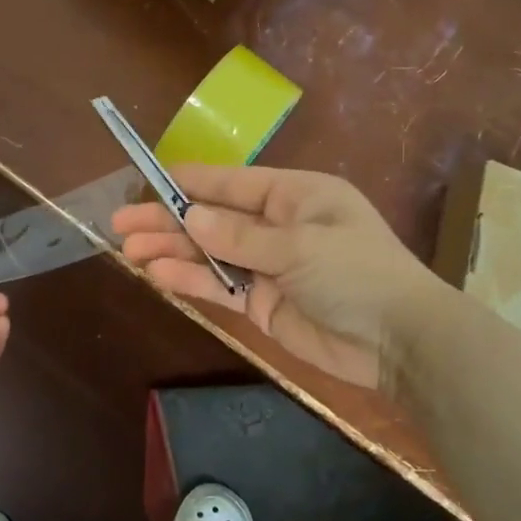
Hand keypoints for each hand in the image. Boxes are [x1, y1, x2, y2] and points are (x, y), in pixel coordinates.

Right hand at [113, 166, 441, 389]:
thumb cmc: (356, 272)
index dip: (190, 182)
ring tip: (129, 249)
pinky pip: (219, 286)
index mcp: (295, 195)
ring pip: (210, 253)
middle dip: (169, 220)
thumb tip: (189, 216)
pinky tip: (158, 274)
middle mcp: (278, 225)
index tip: (147, 179)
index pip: (232, 183)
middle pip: (213, 218)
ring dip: (172, 250)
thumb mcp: (299, 244)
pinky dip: (191, 279)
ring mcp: (268, 266)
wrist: (398, 341)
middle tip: (122, 223)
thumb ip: (239, 235)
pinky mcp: (262, 303)